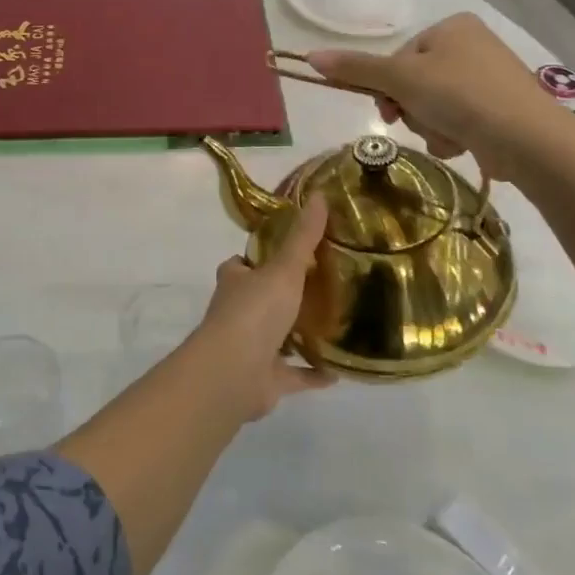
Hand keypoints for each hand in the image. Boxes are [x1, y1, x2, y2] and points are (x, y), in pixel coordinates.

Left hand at [182, 194, 335, 422]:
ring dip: (299, 334)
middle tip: (323, 285)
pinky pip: (294, 375)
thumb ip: (302, 238)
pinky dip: (313, 373)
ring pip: (277, 337)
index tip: (288, 252)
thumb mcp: (283, 268)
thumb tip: (317, 195)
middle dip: (283, 294)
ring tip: (335, 323)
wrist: (234, 372)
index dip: (258, 258)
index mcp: (235, 283)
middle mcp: (238, 313)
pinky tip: (340, 370)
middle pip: (260, 299)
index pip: (241, 265)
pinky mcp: (265, 379)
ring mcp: (250, 348)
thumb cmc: (254, 312)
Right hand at [307, 14, 574, 177]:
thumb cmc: (460, 96)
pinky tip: (465, 143)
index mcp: (451, 26)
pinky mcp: (501, 110)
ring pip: (433, 106)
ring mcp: (490, 79)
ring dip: (430, 126)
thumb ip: (356, 68)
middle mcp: (472, 46)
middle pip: (414, 83)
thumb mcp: (401, 79)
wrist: (527, 138)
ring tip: (448, 135)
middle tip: (419, 122)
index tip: (389, 109)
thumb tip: (310, 57)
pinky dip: (453, 135)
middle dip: (412, 109)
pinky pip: (458, 121)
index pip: (399, 57)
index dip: (388, 86)